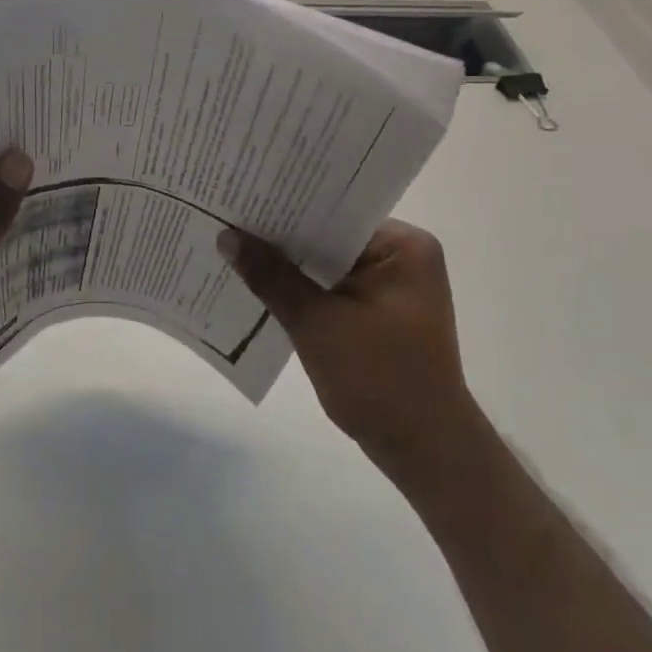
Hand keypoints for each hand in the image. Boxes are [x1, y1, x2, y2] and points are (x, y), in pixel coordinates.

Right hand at [219, 220, 475, 480]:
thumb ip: (270, 276)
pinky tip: (257, 287)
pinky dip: (299, 291)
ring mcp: (390, 287)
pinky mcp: (377, 314)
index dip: (286, 206)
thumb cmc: (380, 379)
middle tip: (226, 218)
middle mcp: (401, 258)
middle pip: (328, 236)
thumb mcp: (317, 323)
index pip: (335, 210)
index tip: (240, 199)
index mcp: (403, 246)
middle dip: (281, 237)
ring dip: (287, 266)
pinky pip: (329, 289)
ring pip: (325, 265)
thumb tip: (226, 235)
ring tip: (232, 247)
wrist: (425, 453)